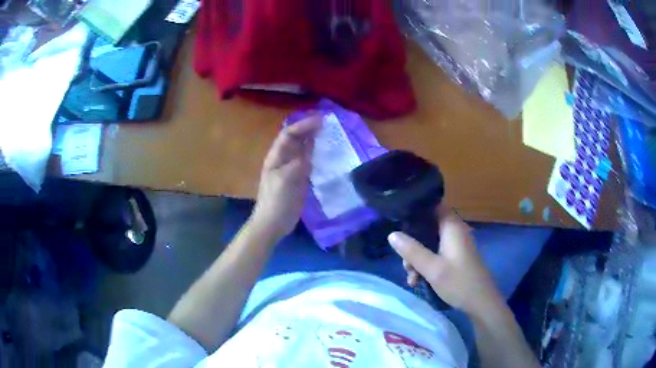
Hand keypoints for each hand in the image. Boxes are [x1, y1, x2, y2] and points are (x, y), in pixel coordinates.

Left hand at [251, 117, 320, 239]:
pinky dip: (317, 154)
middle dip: (310, 128)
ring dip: (315, 139)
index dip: (303, 125)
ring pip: (304, 149)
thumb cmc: (276, 201)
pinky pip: (309, 161)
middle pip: (297, 139)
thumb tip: (311, 149)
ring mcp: (292, 169)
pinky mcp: (300, 178)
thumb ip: (298, 163)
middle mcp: (284, 159)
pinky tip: (328, 152)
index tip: (321, 120)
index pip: (289, 134)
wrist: (273, 223)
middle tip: (329, 122)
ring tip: (330, 132)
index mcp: (276, 157)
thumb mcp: (285, 180)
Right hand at [388, 206, 502, 316]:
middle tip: (404, 263)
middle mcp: (454, 232)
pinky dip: (426, 265)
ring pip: (429, 244)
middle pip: (427, 228)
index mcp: (452, 227)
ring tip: (412, 278)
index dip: (415, 210)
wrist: (481, 303)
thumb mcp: (432, 268)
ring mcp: (455, 246)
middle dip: (412, 244)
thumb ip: (411, 250)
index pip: (432, 206)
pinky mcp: (455, 258)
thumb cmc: (459, 282)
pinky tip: (418, 281)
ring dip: (417, 259)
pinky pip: (436, 255)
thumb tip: (391, 234)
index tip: (399, 222)